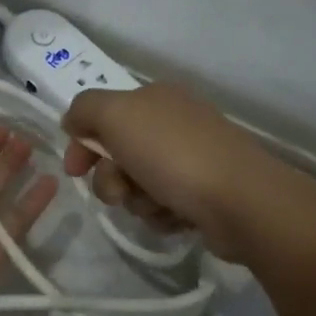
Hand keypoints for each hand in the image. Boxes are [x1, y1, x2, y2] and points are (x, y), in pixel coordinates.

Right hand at [61, 83, 288, 259]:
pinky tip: (175, 216)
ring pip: (136, 184)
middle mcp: (173, 123)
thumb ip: (85, 109)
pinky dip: (161, 214)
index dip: (81, 143)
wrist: (241, 201)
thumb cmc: (173, 154)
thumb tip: (74, 122)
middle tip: (122, 191)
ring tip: (157, 205)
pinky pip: (161, 205)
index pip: (101, 116)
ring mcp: (190, 159)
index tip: (74, 171)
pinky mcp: (202, 193)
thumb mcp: (117, 115)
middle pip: (116, 154)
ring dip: (136, 200)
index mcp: (154, 98)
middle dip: (111, 178)